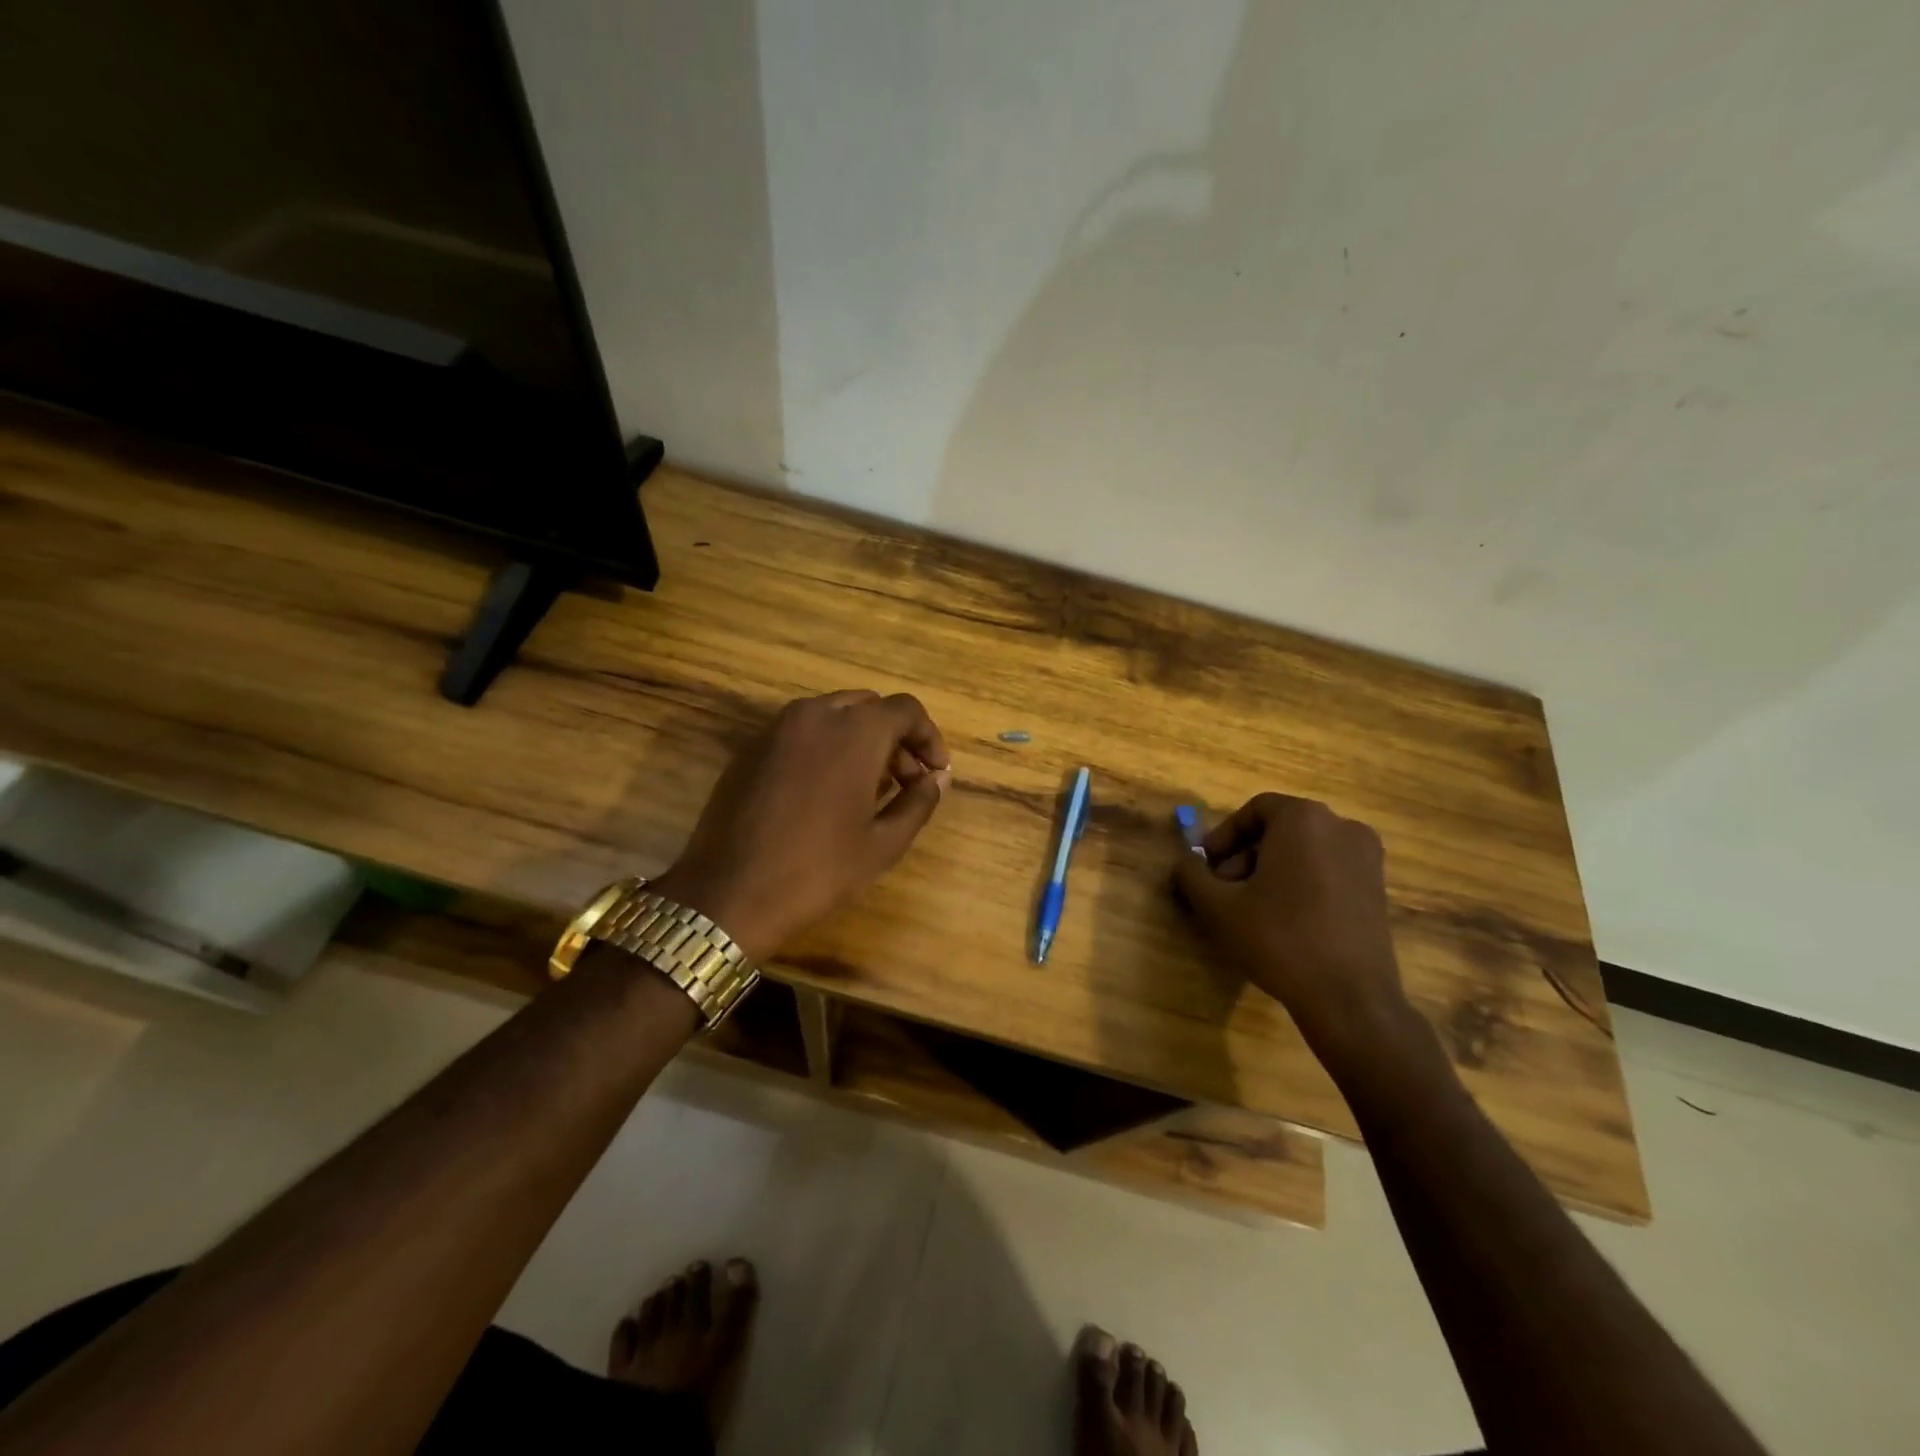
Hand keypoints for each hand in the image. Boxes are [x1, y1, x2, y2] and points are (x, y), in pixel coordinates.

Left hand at [651, 690, 951, 960]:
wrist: (728, 894)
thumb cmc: (818, 870)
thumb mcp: (883, 843)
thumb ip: (919, 802)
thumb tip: (937, 778)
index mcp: (855, 731)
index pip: (906, 710)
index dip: (928, 738)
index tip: (935, 773)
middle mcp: (816, 714)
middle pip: (870, 708)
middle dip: (895, 738)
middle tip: (905, 782)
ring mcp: (777, 729)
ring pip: (834, 715)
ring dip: (860, 740)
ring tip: (868, 789)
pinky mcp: (751, 748)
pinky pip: (801, 733)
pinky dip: (826, 747)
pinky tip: (825, 792)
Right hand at [1172, 793, 1421, 1062]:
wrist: (1349, 998)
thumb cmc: (1279, 939)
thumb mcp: (1218, 907)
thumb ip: (1192, 875)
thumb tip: (1185, 864)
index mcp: (1304, 820)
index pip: (1255, 810)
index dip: (1224, 835)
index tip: (1207, 865)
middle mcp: (1342, 827)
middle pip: (1280, 829)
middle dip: (1246, 855)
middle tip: (1224, 890)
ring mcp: (1367, 858)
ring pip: (1304, 851)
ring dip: (1271, 870)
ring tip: (1251, 909)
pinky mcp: (1378, 888)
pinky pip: (1328, 870)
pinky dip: (1301, 883)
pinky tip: (1285, 921)